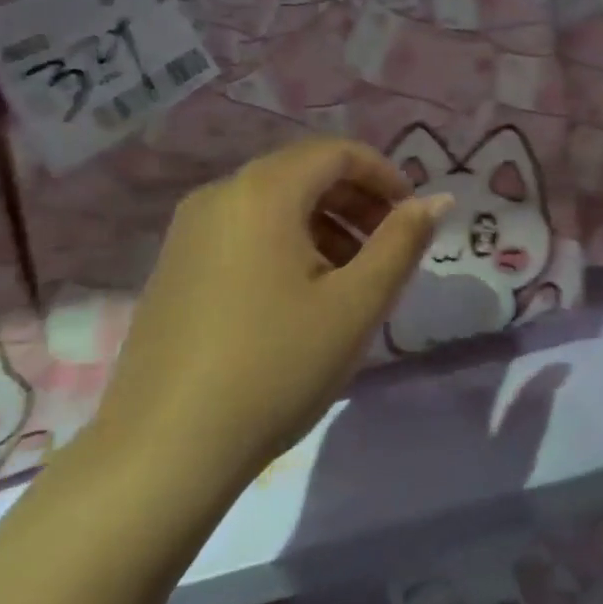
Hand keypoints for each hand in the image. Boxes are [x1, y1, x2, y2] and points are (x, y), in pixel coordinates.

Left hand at [94, 139, 450, 477]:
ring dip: (324, 223)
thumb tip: (439, 199)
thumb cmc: (274, 366)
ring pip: (273, 203)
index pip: (336, 152)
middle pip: (303, 172)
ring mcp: (188, 230)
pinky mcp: (174, 265)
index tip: (412, 215)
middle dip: (356, 200)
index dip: (384, 174)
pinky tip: (300, 295)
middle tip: (389, 246)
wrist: (164, 451)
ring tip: (352, 277)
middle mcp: (219, 195)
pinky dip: (285, 242)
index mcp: (262, 192)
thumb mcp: (355, 305)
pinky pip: (244, 230)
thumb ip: (402, 242)